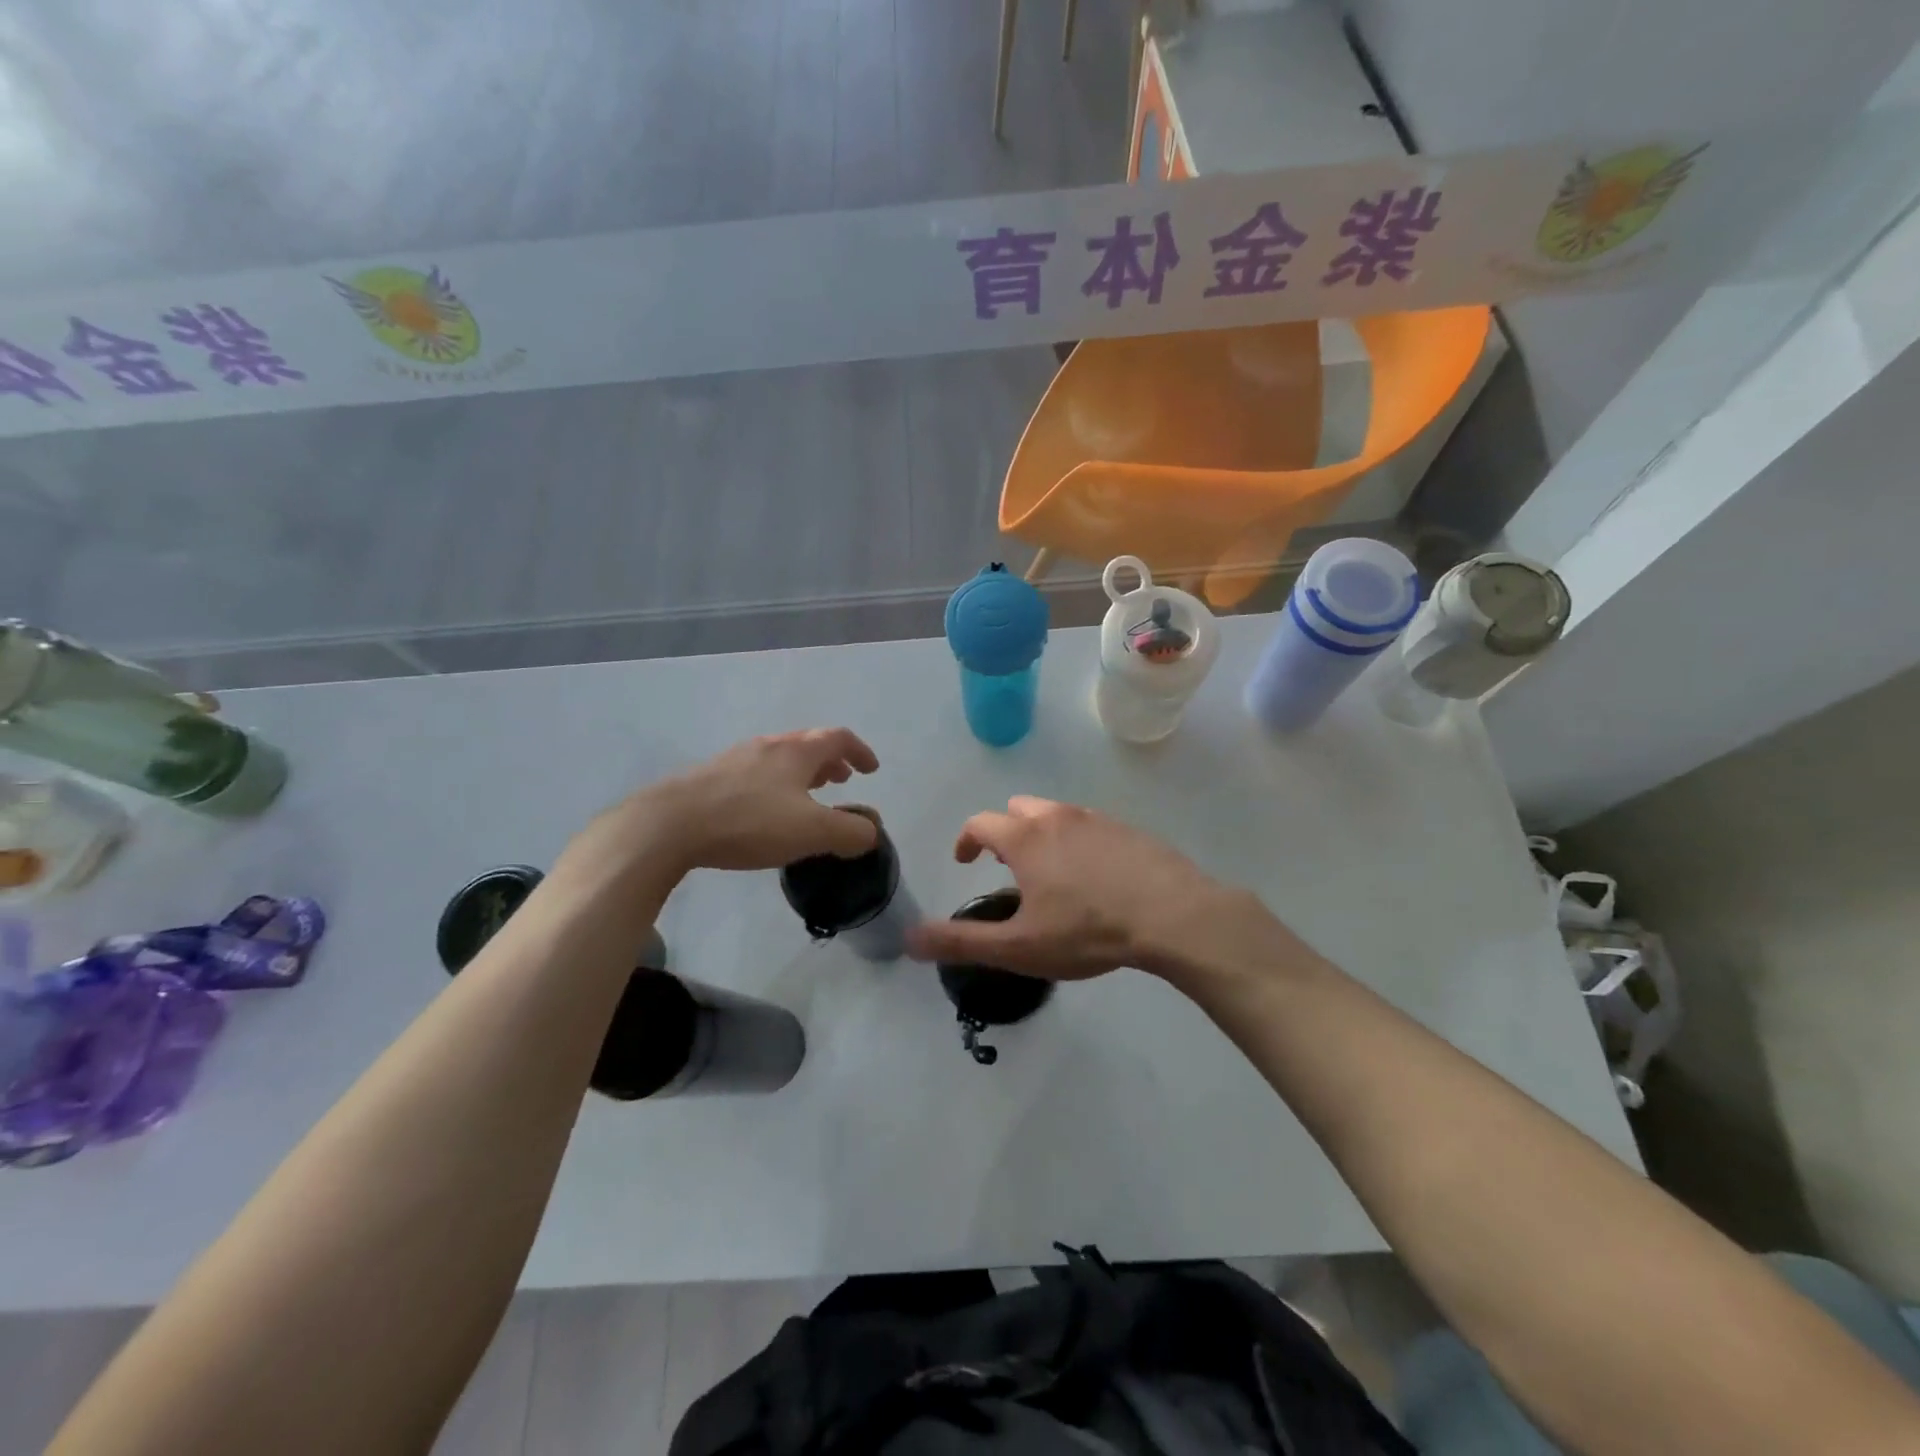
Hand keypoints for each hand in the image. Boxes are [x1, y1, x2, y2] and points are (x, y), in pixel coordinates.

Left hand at [566, 729, 880, 878]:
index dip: (860, 751)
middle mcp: (767, 746)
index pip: (838, 738)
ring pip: (779, 757)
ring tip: (808, 793)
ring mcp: (735, 759)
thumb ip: (850, 832)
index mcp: (796, 752)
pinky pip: (755, 772)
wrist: (669, 825)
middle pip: (807, 743)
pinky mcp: (710, 778)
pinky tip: (764, 809)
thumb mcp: (811, 832)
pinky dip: (775, 783)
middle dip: (830, 759)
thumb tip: (870, 833)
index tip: (871, 769)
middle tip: (842, 779)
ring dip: (802, 771)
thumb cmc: (749, 822)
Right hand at [904, 796, 1260, 980]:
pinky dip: (1078, 840)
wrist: (1172, 915)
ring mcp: (1096, 819)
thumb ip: (962, 941)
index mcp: (1025, 839)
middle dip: (1005, 832)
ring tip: (1050, 871)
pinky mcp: (1129, 829)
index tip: (964, 861)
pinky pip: (1090, 825)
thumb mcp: (1019, 947)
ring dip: (1041, 833)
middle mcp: (1057, 817)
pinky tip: (1094, 875)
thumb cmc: (1087, 931)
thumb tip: (909, 938)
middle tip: (1008, 866)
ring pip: (1056, 813)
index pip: (981, 823)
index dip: (966, 840)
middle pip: (1018, 809)